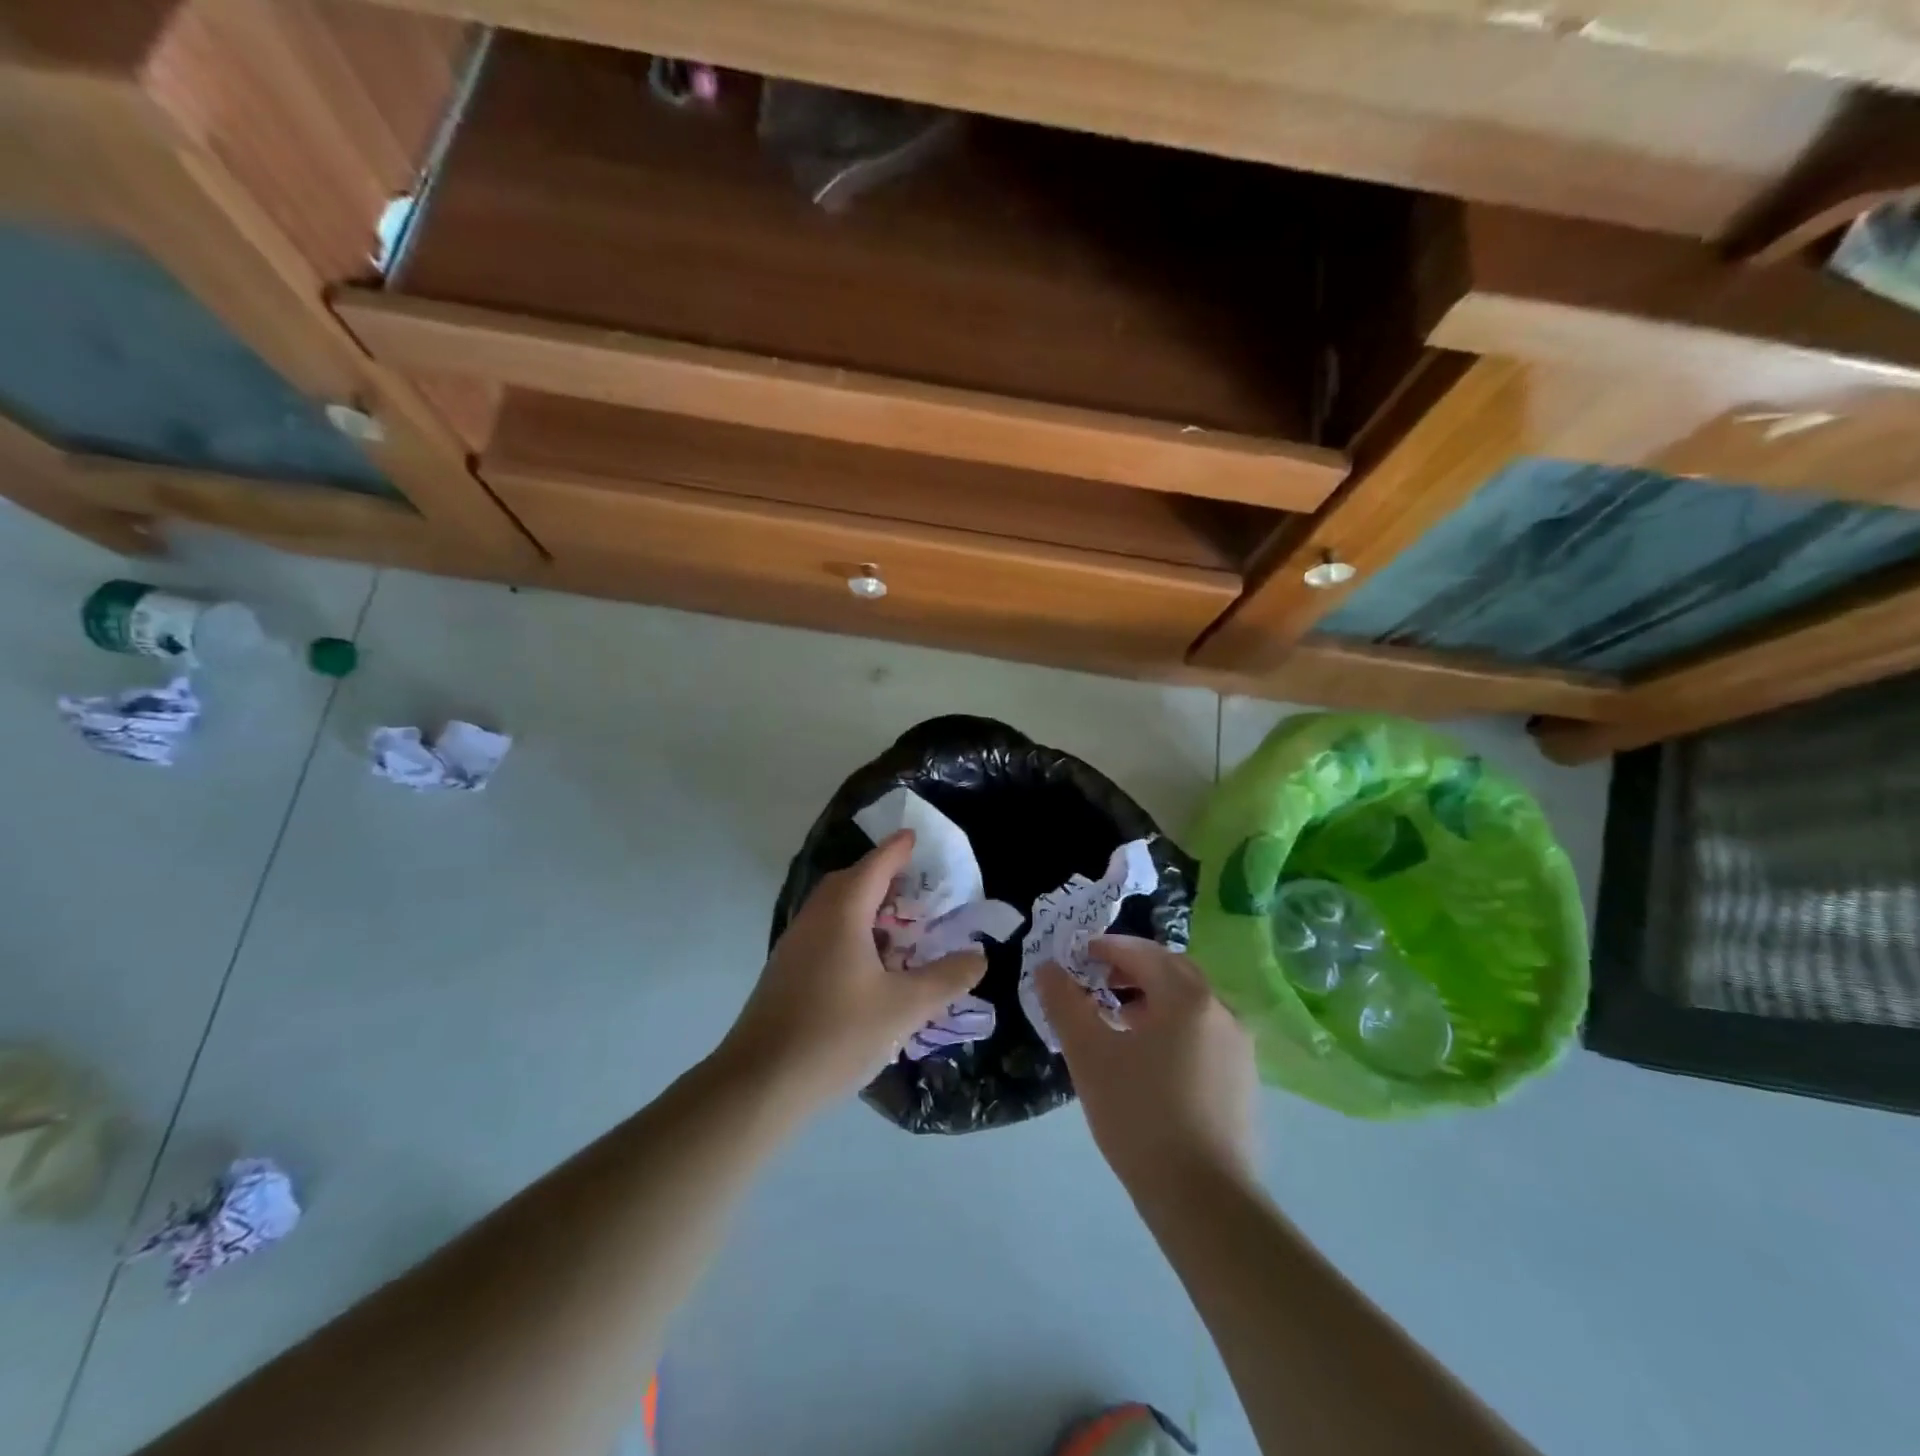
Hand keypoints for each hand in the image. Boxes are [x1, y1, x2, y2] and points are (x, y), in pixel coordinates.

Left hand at [720, 830, 986, 1113]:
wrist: (759, 1083)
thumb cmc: (836, 1034)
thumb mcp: (904, 1008)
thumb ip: (945, 979)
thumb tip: (978, 957)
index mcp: (842, 912)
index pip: (875, 865)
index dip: (898, 849)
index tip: (915, 837)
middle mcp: (815, 918)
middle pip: (851, 882)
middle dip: (882, 876)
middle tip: (916, 885)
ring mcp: (795, 945)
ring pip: (835, 910)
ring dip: (866, 907)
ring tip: (899, 926)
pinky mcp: (786, 972)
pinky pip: (825, 934)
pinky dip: (851, 932)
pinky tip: (869, 965)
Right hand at [1039, 935, 1257, 1189]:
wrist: (1205, 1201)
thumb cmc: (1140, 1116)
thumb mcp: (1089, 1056)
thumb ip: (1065, 1004)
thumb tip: (1047, 968)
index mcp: (1187, 997)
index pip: (1143, 952)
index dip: (1107, 948)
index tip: (1077, 955)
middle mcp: (1221, 1010)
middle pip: (1172, 971)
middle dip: (1132, 969)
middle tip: (1097, 981)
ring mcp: (1239, 1046)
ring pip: (1191, 1003)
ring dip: (1154, 998)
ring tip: (1118, 1020)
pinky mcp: (1244, 1079)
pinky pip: (1204, 1032)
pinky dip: (1174, 1026)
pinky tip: (1150, 1059)